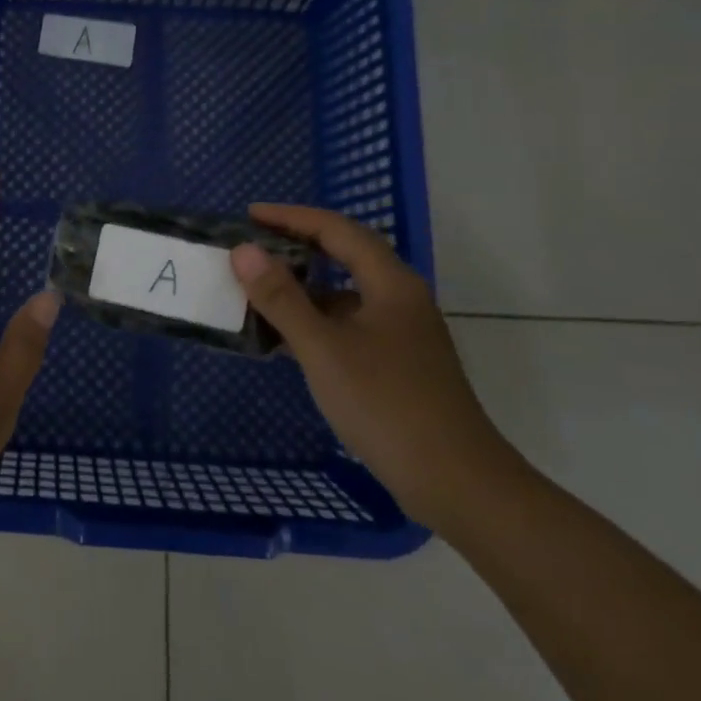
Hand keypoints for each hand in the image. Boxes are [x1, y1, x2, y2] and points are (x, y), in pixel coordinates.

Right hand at [230, 205, 518, 529]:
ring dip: (302, 287)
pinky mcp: (395, 364)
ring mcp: (400, 333)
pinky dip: (313, 322)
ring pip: (344, 294)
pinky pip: (346, 325)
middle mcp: (399, 299)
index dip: (291, 217)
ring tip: (258, 290)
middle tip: (250, 248)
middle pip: (344, 255)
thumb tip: (243, 251)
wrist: (457, 484)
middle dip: (296, 246)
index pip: (336, 229)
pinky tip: (284, 339)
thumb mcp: (324, 348)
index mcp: (390, 283)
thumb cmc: (387, 405)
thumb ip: (281, 298)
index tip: (249, 216)